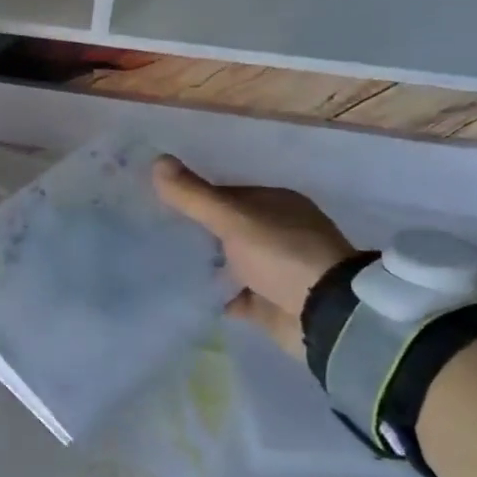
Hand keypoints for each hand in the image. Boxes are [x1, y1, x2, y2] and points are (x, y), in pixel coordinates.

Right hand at [153, 155, 355, 356]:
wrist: (326, 317)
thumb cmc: (283, 256)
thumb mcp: (234, 220)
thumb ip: (194, 195)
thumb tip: (157, 159)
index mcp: (275, 204)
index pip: (224, 195)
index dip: (192, 198)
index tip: (157, 205)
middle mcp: (276, 233)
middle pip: (223, 228)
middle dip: (193, 232)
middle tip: (151, 233)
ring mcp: (273, 269)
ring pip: (225, 261)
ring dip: (199, 263)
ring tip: (156, 261)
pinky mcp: (267, 301)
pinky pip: (229, 293)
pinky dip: (209, 292)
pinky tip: (179, 290)